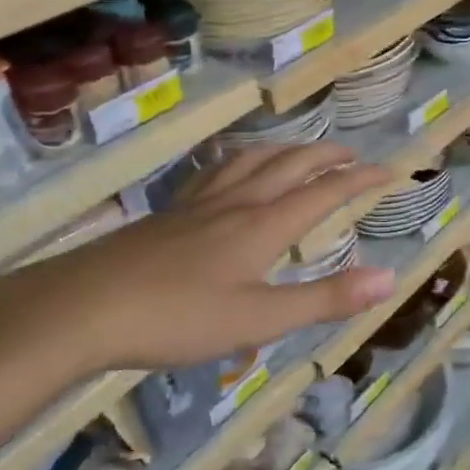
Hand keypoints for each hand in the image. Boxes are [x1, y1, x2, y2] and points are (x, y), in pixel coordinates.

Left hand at [0, 143, 394, 381]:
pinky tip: (232, 173)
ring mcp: (199, 204)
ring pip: (252, 160)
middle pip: (290, 164)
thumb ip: (325, 298)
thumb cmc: (176, 318)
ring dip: (286, 150)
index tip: (390, 170)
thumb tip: (389, 277)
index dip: (360, 179)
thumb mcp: (260, 319)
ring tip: (302, 153)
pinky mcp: (169, 213)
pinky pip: (216, 171)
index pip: (325, 192)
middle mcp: (237, 203)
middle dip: (327, 156)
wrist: (80, 308)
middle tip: (353, 155)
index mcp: (264, 225)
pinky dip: (241, 160)